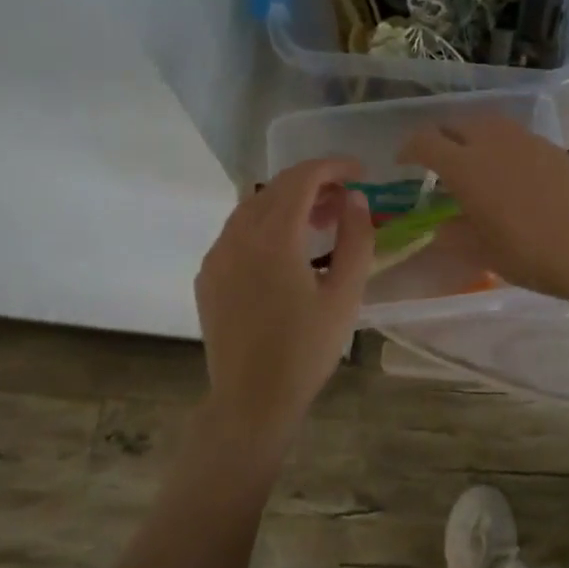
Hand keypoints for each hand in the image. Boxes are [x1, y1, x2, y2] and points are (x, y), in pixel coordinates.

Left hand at [194, 158, 372, 453]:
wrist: (251, 400)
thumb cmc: (306, 350)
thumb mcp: (346, 295)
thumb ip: (356, 239)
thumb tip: (355, 200)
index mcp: (273, 237)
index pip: (302, 178)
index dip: (333, 167)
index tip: (360, 172)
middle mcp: (237, 236)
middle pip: (276, 188)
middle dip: (314, 184)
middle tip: (347, 200)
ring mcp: (216, 255)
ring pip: (253, 208)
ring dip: (289, 204)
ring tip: (321, 223)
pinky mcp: (208, 276)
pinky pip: (237, 233)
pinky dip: (266, 226)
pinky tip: (287, 252)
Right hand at [399, 117, 568, 301]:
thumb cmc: (528, 253)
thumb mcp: (481, 251)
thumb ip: (454, 235)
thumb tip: (442, 227)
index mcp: (465, 166)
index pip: (425, 142)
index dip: (409, 149)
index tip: (404, 162)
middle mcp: (492, 142)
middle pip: (456, 124)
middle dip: (440, 137)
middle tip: (437, 161)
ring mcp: (525, 141)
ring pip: (488, 123)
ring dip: (472, 135)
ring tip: (473, 160)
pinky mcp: (551, 147)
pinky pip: (516, 136)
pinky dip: (502, 145)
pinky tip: (510, 171)